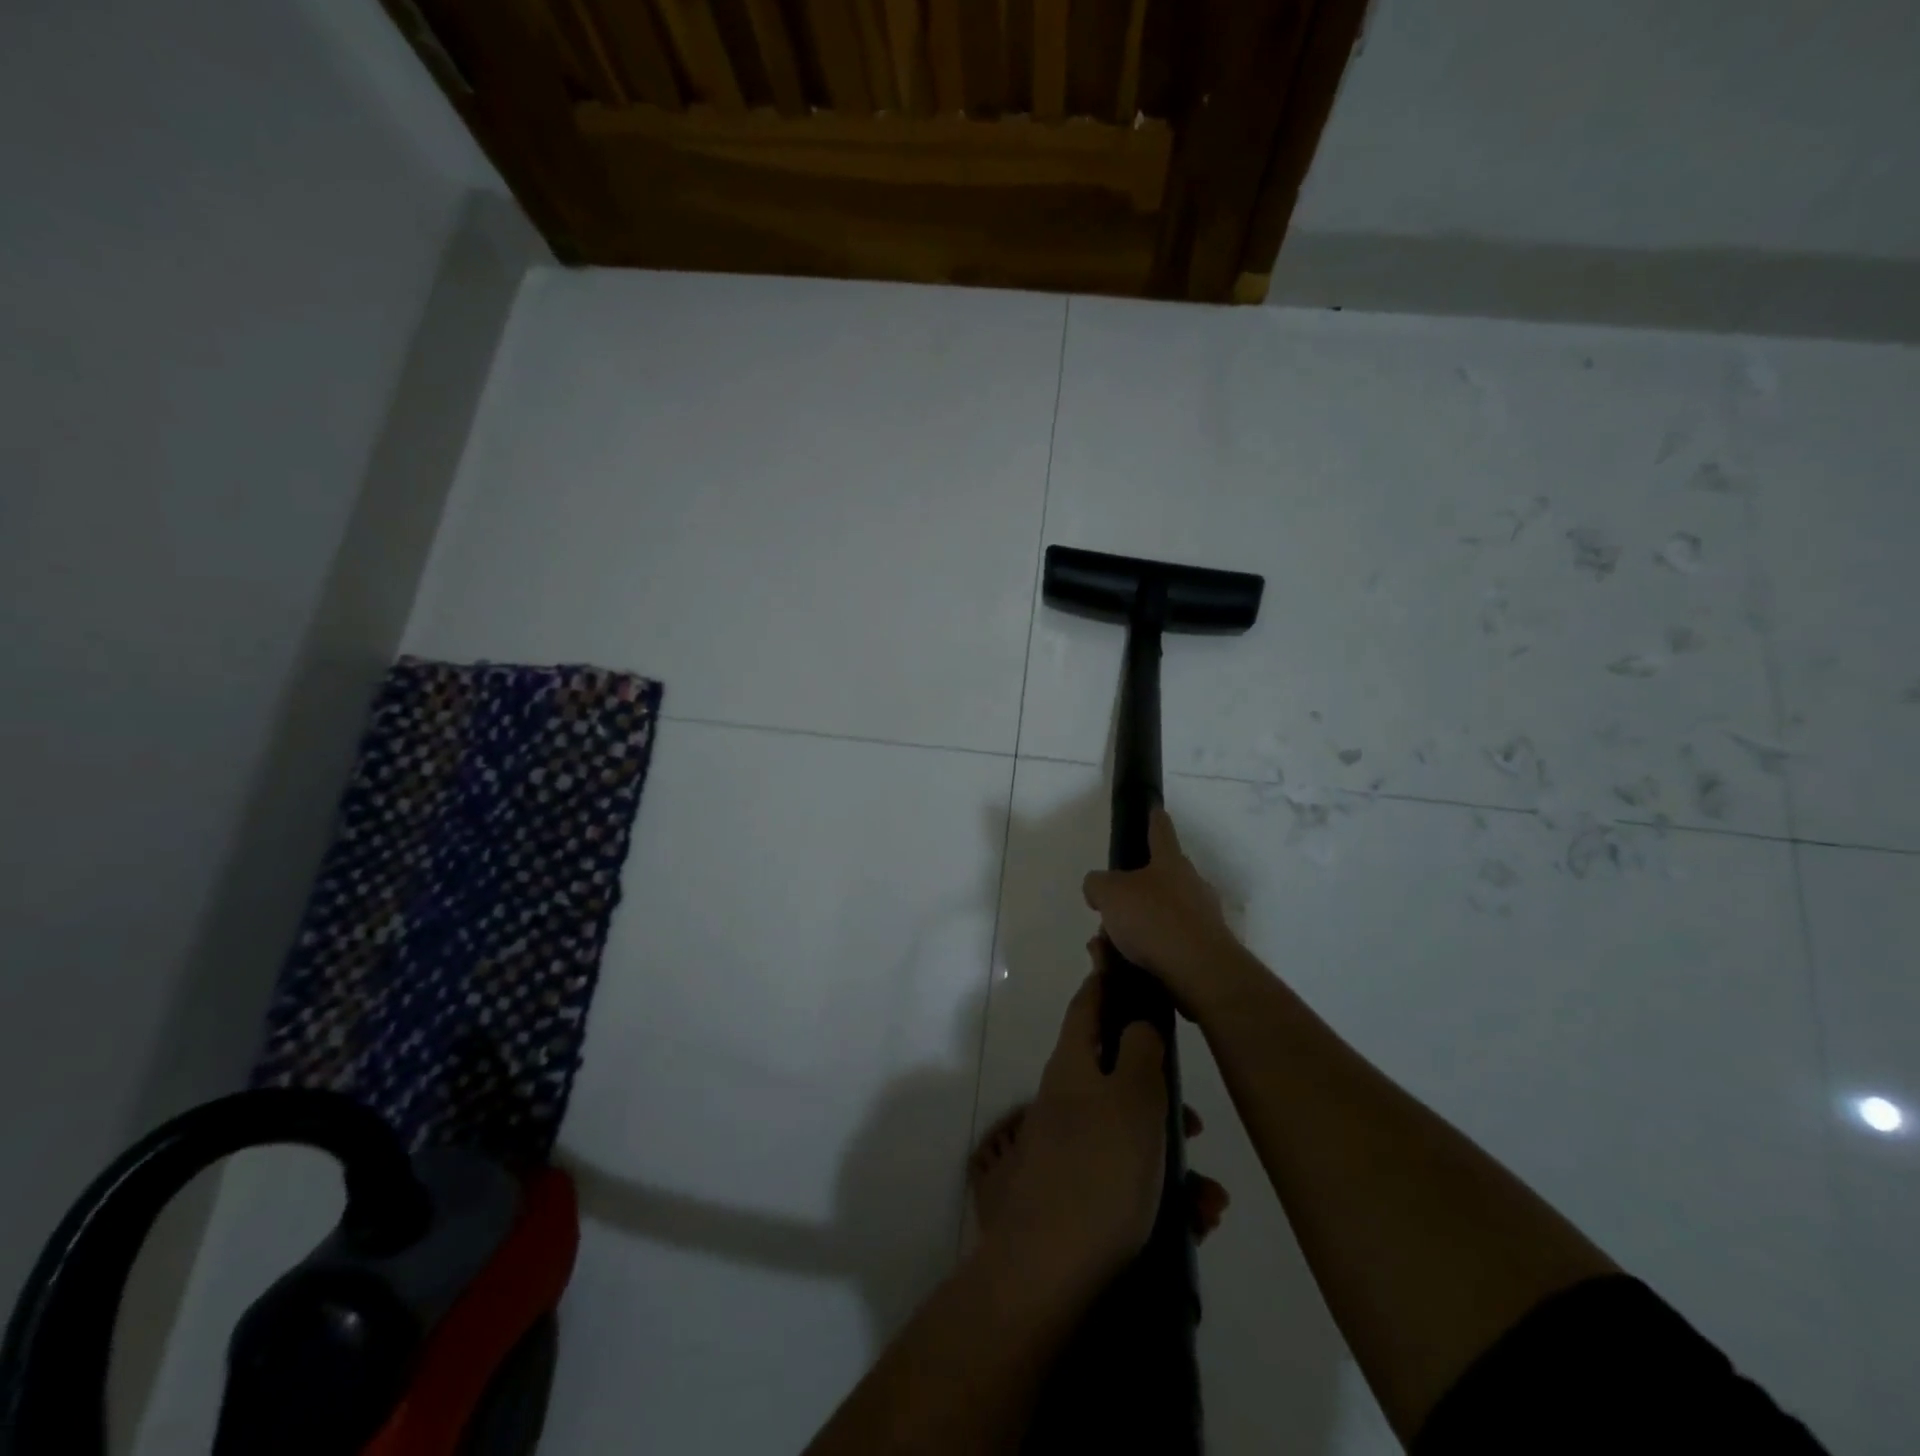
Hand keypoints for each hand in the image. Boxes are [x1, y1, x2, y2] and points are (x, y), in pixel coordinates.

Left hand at [981, 955, 1175, 1299]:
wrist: (1048, 1273)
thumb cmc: (1098, 1170)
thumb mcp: (1131, 1099)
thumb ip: (1139, 1052)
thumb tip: (1138, 1021)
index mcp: (1072, 1065)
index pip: (1087, 1006)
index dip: (1106, 982)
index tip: (1126, 966)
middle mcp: (1067, 1099)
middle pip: (1118, 1075)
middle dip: (1161, 1094)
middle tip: (1195, 1120)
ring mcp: (1071, 1148)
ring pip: (1132, 1135)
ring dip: (1173, 1158)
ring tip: (1208, 1198)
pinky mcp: (1081, 1194)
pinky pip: (1130, 1180)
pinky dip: (1164, 1196)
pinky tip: (1195, 1223)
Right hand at [1081, 808, 1252, 1018]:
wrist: (1200, 972)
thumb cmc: (1154, 919)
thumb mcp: (1109, 894)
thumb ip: (1097, 885)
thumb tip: (1098, 888)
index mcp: (1170, 862)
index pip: (1160, 831)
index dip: (1154, 818)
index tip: (1155, 808)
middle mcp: (1192, 884)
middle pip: (1163, 876)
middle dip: (1138, 889)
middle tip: (1112, 906)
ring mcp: (1204, 918)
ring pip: (1163, 914)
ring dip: (1139, 926)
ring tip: (1111, 946)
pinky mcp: (1206, 951)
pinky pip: (1170, 944)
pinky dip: (1149, 952)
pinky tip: (1127, 967)